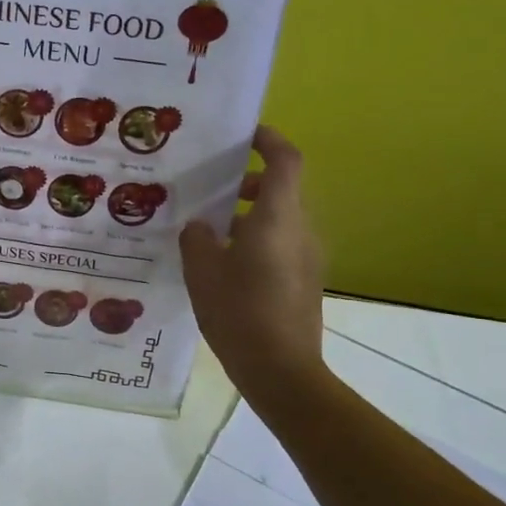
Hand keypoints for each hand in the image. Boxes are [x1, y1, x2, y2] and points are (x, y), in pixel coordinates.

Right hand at [181, 126, 326, 399]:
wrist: (282, 370)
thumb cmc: (240, 312)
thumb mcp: (203, 272)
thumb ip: (198, 239)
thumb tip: (200, 227)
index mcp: (278, 217)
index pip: (286, 160)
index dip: (269, 140)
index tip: (245, 135)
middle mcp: (301, 230)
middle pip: (283, 189)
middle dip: (251, 182)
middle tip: (214, 189)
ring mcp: (308, 258)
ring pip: (282, 219)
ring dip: (252, 214)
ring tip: (212, 231)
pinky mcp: (305, 281)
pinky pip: (283, 244)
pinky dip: (258, 239)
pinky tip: (226, 265)